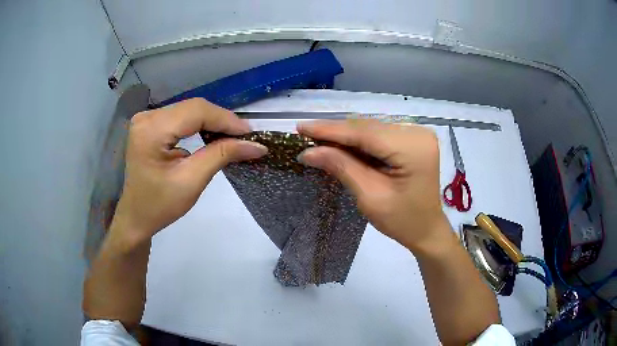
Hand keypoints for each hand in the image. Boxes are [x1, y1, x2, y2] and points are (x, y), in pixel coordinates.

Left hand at [112, 98, 267, 245]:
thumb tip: (255, 145)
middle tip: (245, 137)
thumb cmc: (160, 206)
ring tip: (233, 136)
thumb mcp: (191, 182)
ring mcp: (147, 119)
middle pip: (193, 108)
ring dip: (213, 122)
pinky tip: (213, 134)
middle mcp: (147, 117)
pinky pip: (181, 117)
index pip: (196, 111)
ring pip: (189, 110)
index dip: (226, 119)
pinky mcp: (150, 124)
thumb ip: (221, 156)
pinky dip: (200, 124)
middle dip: (221, 121)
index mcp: (152, 130)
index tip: (251, 134)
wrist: (136, 217)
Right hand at [297, 120, 448, 252]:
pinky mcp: (413, 139)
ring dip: (345, 136)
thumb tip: (308, 151)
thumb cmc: (402, 221)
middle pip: (368, 128)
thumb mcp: (370, 197)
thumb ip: (342, 167)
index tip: (301, 127)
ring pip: (371, 129)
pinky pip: (379, 135)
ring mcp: (417, 134)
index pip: (365, 133)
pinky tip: (341, 144)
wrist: (426, 229)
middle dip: (336, 132)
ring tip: (318, 140)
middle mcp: (417, 133)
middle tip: (306, 135)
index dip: (331, 129)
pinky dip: (359, 141)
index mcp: (413, 148)